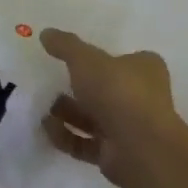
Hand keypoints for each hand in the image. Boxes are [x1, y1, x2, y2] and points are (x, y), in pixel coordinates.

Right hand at [39, 29, 180, 187]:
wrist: (139, 148)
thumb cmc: (118, 92)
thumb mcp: (86, 59)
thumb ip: (65, 46)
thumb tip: (46, 33)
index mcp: (144, 69)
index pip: (123, 58)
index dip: (100, 58)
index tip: (72, 58)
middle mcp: (141, 97)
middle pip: (105, 89)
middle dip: (78, 87)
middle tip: (50, 82)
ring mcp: (129, 128)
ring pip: (94, 117)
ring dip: (68, 112)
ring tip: (43, 105)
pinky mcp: (116, 154)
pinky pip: (86, 142)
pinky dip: (66, 135)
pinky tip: (46, 128)